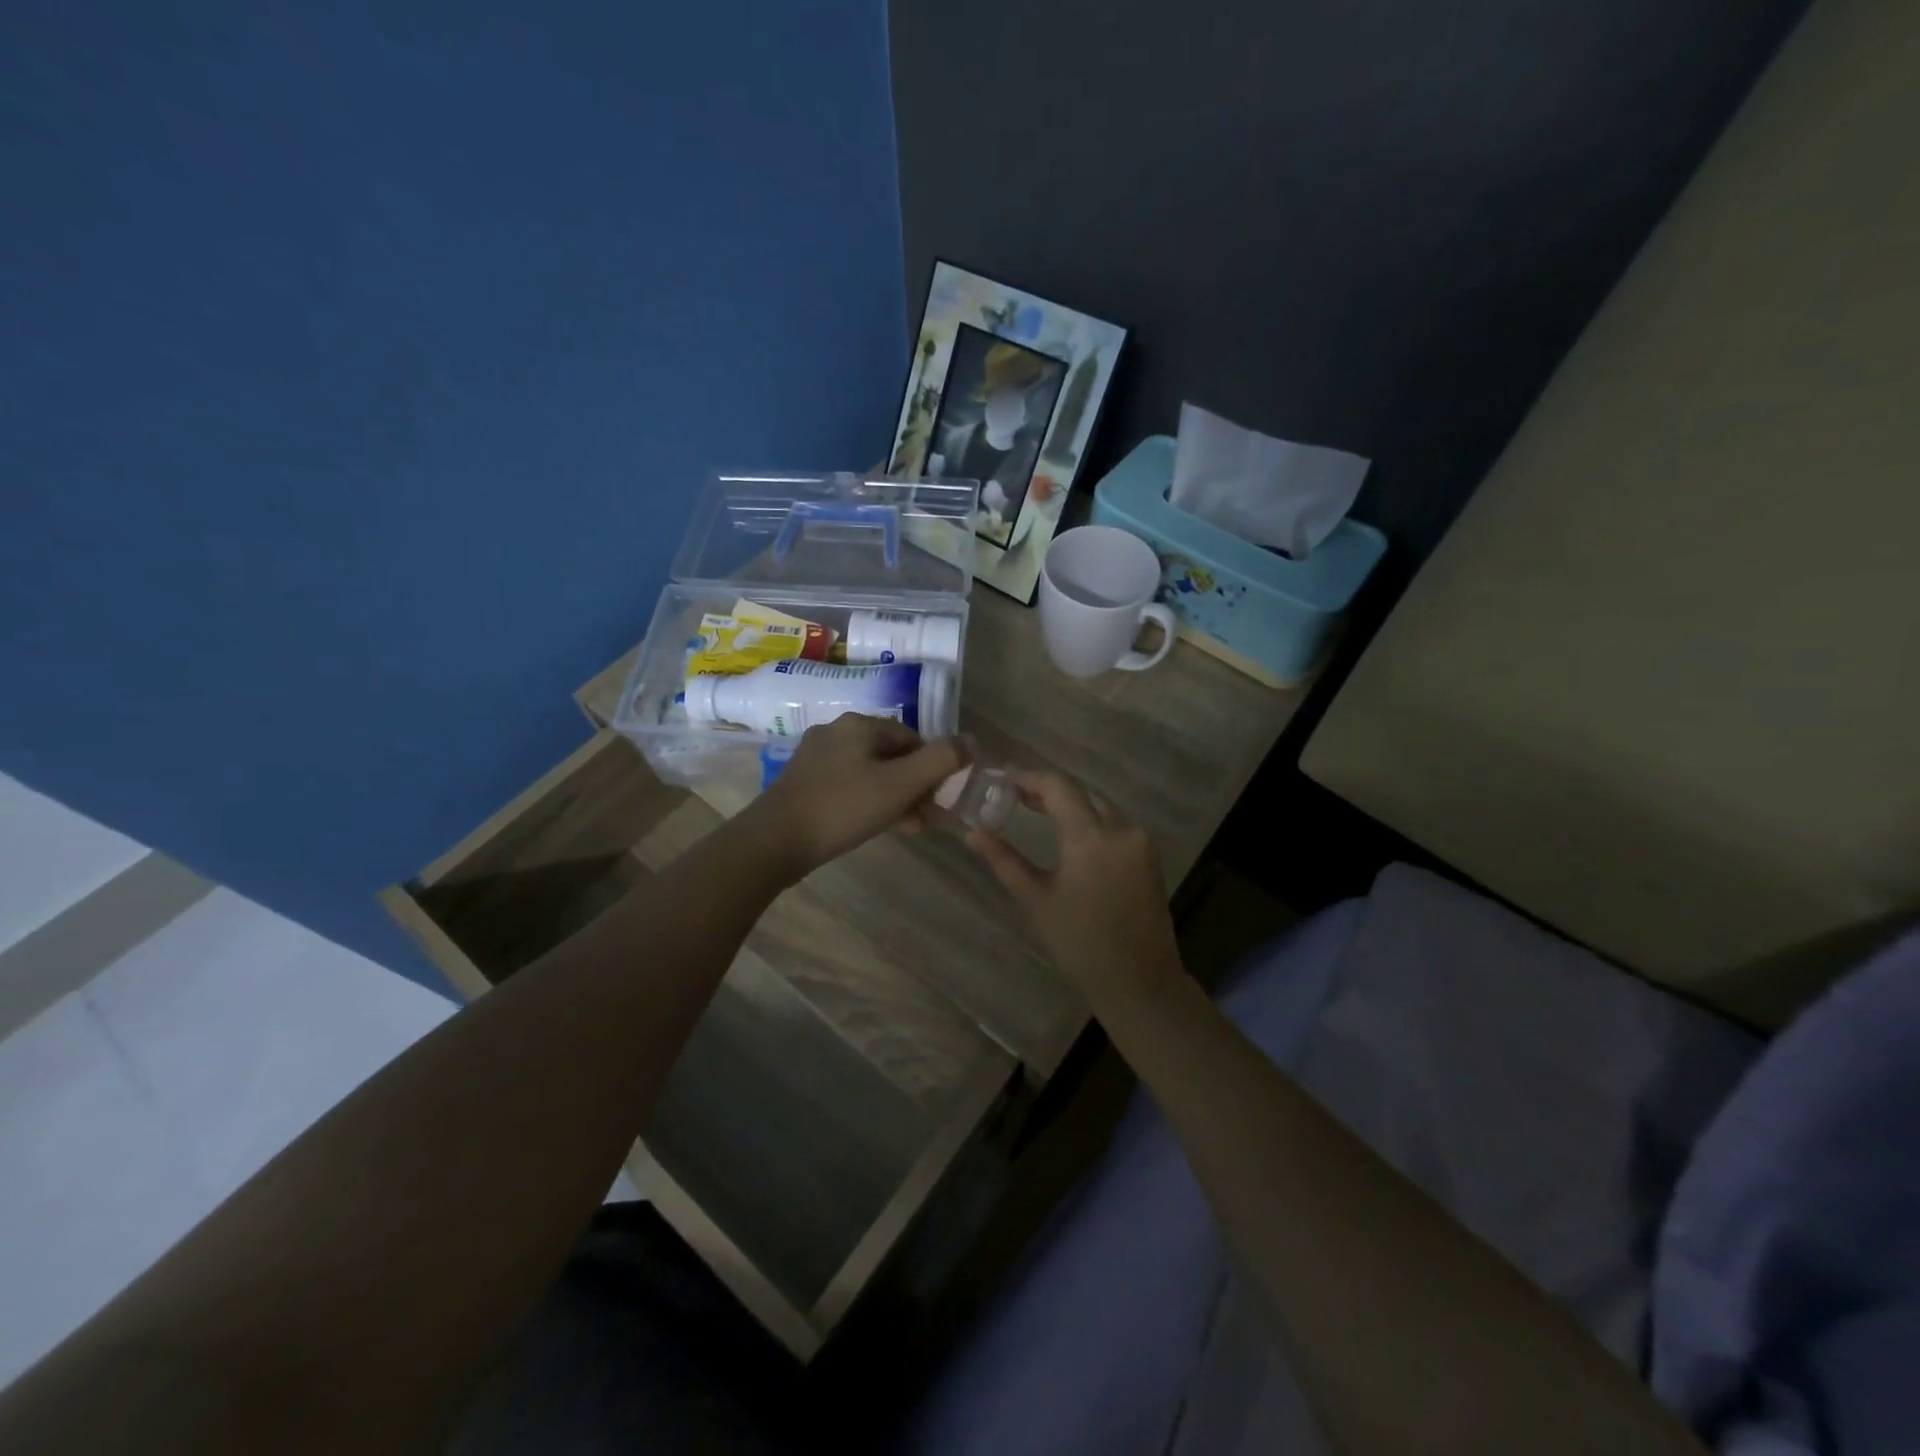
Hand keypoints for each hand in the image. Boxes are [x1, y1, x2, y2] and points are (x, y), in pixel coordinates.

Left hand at [747, 714, 966, 879]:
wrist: (774, 841)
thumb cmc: (844, 808)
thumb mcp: (900, 785)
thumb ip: (941, 761)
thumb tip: (974, 741)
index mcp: (861, 724)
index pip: (914, 739)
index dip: (934, 770)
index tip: (939, 803)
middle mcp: (837, 731)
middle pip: (892, 755)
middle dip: (914, 787)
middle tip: (925, 821)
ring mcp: (817, 756)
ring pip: (871, 772)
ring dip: (894, 797)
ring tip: (905, 828)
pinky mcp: (804, 780)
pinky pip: (848, 784)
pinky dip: (867, 801)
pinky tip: (872, 825)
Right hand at [967, 769, 1185, 1008]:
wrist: (1139, 982)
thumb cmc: (1080, 944)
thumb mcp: (1036, 901)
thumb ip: (1004, 860)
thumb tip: (973, 833)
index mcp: (1092, 837)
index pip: (1058, 787)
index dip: (1028, 777)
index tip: (1002, 778)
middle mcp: (1122, 829)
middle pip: (1081, 793)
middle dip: (1047, 790)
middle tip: (1014, 797)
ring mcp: (1141, 842)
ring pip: (1100, 807)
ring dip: (1070, 805)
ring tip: (1036, 812)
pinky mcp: (1150, 857)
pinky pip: (1116, 825)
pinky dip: (1091, 821)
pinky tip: (1070, 834)